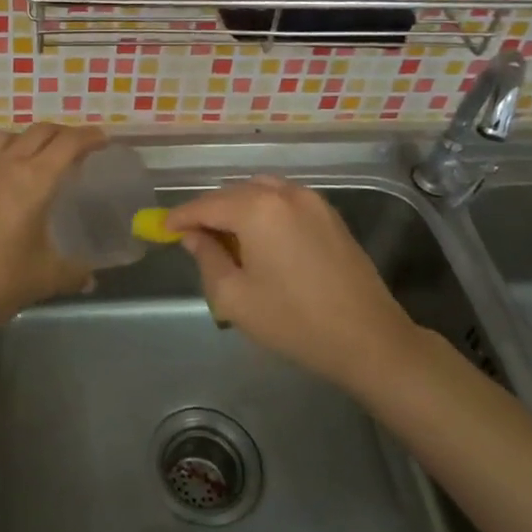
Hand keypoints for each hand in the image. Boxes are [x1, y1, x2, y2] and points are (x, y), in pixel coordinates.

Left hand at [0, 123, 105, 335]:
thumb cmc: (0, 278)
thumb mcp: (46, 277)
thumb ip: (73, 273)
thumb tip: (90, 278)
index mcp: (35, 180)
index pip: (68, 143)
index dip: (89, 137)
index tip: (103, 140)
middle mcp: (8, 165)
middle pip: (40, 131)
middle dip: (64, 132)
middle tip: (78, 146)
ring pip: (10, 136)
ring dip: (31, 138)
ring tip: (41, 155)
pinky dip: (6, 153)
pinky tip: (7, 176)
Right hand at [166, 176, 417, 391]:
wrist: (368, 338)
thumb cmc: (294, 321)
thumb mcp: (234, 297)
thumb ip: (206, 258)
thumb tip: (193, 236)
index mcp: (257, 208)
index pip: (205, 205)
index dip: (180, 217)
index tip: (162, 229)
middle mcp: (283, 192)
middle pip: (233, 193)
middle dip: (209, 212)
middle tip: (194, 240)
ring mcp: (311, 200)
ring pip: (260, 192)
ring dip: (238, 210)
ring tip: (228, 241)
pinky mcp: (330, 214)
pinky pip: (284, 201)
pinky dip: (264, 212)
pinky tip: (262, 242)